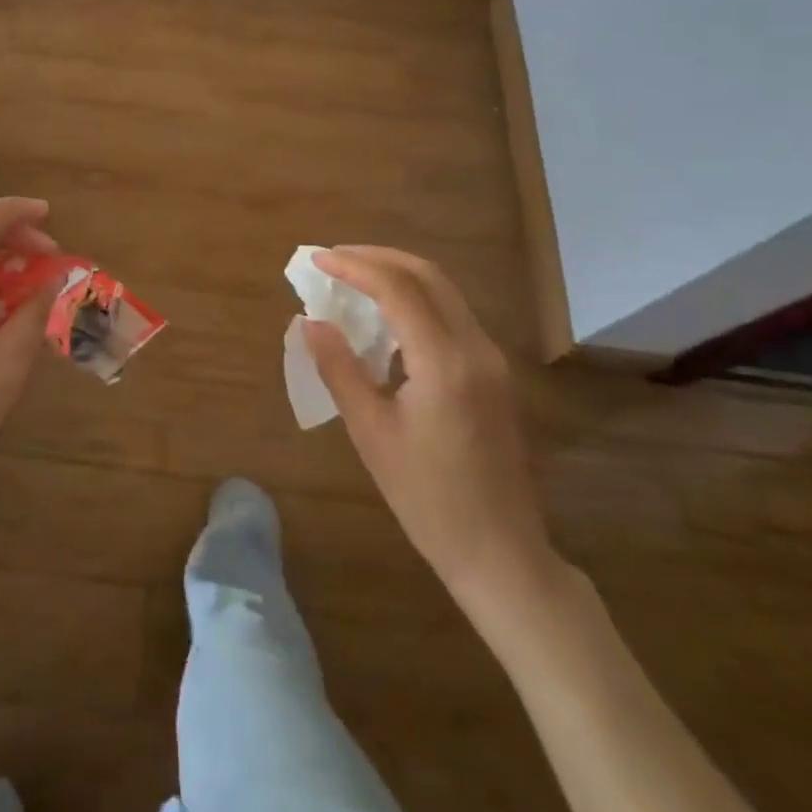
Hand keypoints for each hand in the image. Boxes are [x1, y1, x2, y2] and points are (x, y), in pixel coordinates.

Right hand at [303, 246, 560, 615]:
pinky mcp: (495, 375)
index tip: (317, 259)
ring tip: (354, 280)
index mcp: (444, 362)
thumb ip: (339, 368)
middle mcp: (476, 349)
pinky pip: (453, 316)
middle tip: (335, 259)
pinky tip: (386, 320)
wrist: (501, 554)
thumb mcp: (371, 433)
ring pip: (445, 292)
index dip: (354, 265)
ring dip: (399, 275)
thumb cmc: (427, 499)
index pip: (397, 288)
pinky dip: (417, 301)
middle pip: (428, 275)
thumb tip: (310, 322)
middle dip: (378, 258)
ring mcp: (492, 360)